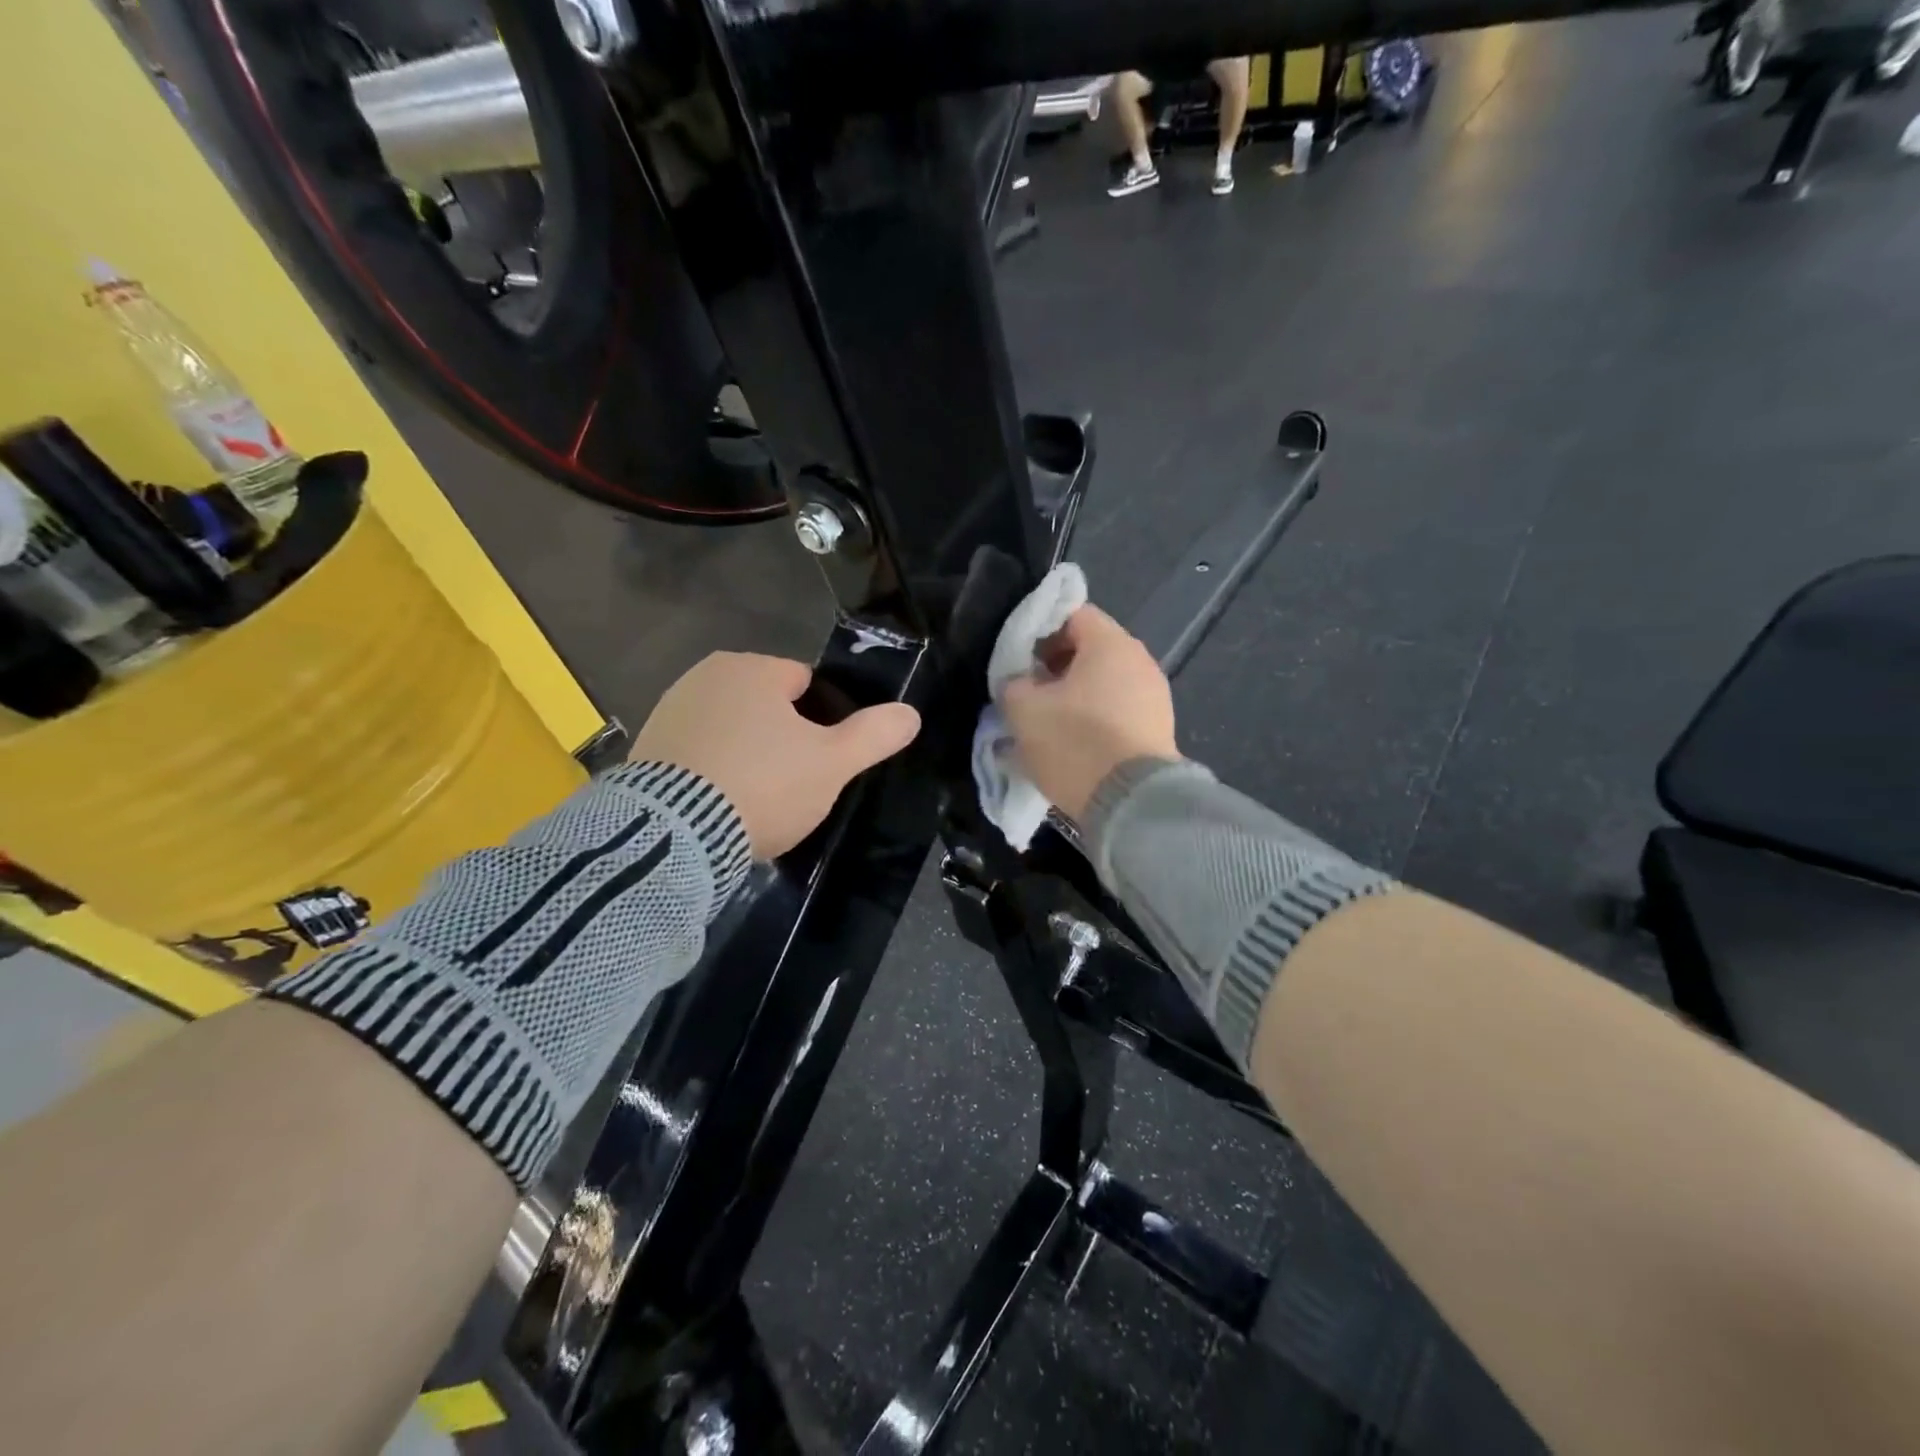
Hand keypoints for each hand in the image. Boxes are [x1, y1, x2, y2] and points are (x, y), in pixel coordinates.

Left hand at [629, 653, 920, 858]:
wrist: (675, 834)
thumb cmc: (765, 784)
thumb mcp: (833, 763)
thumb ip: (875, 735)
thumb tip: (911, 714)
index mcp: (753, 668)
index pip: (804, 683)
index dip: (823, 721)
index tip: (821, 760)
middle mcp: (705, 676)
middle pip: (765, 706)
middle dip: (781, 738)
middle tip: (791, 786)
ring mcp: (668, 710)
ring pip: (730, 730)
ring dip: (745, 755)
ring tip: (753, 802)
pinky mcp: (644, 748)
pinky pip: (696, 754)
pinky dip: (711, 772)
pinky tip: (718, 807)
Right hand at [1001, 605, 1178, 821]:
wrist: (1131, 804)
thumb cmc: (1074, 742)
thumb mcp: (1023, 709)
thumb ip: (1013, 683)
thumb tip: (1019, 683)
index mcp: (1110, 643)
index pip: (1072, 614)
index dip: (1038, 630)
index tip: (1017, 658)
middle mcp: (1140, 660)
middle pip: (1090, 649)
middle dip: (1054, 667)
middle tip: (1027, 692)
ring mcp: (1155, 696)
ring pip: (1104, 683)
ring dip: (1073, 696)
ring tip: (1046, 723)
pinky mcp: (1159, 730)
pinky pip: (1118, 711)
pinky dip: (1094, 719)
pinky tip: (1073, 744)